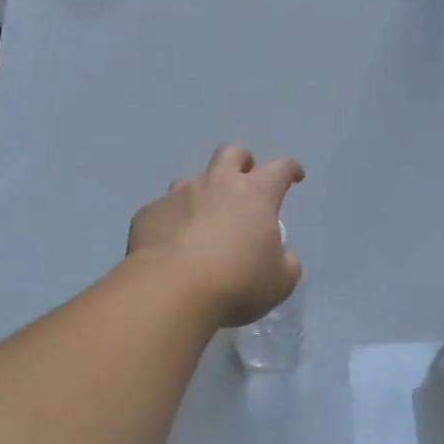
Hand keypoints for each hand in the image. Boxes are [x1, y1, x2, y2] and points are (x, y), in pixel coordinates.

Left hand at [127, 145, 304, 327]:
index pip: (280, 169)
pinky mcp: (148, 213)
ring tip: (203, 219)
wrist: (171, 290)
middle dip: (242, 161)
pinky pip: (163, 210)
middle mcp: (216, 184)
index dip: (290, 169)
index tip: (295, 176)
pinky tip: (171, 245)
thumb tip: (280, 252)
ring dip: (202, 193)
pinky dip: (172, 222)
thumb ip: (286, 260)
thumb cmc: (237, 282)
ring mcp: (178, 195)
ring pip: (191, 180)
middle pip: (231, 153)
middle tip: (245, 179)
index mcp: (255, 194)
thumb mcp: (281, 280)